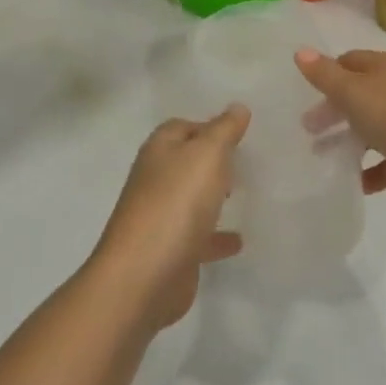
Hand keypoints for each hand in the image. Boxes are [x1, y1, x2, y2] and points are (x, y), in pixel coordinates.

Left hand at [91, 106, 248, 328]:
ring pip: (190, 198)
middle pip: (184, 161)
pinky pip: (198, 237)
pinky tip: (239, 241)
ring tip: (242, 194)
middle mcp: (155, 180)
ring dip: (212, 196)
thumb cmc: (175, 204)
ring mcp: (160, 217)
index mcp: (159, 151)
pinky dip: (217, 236)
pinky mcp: (170, 252)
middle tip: (242, 160)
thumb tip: (237, 107)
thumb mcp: (207, 155)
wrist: (143, 277)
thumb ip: (224, 131)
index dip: (207, 126)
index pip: (181, 127)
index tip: (237, 133)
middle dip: (210, 160)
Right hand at [296, 49, 385, 213]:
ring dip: (348, 141)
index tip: (305, 92)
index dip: (328, 73)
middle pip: (360, 96)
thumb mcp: (355, 92)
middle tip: (308, 128)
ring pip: (372, 129)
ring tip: (321, 156)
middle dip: (334, 110)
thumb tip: (300, 51)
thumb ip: (325, 75)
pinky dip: (369, 171)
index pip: (351, 62)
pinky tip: (353, 182)